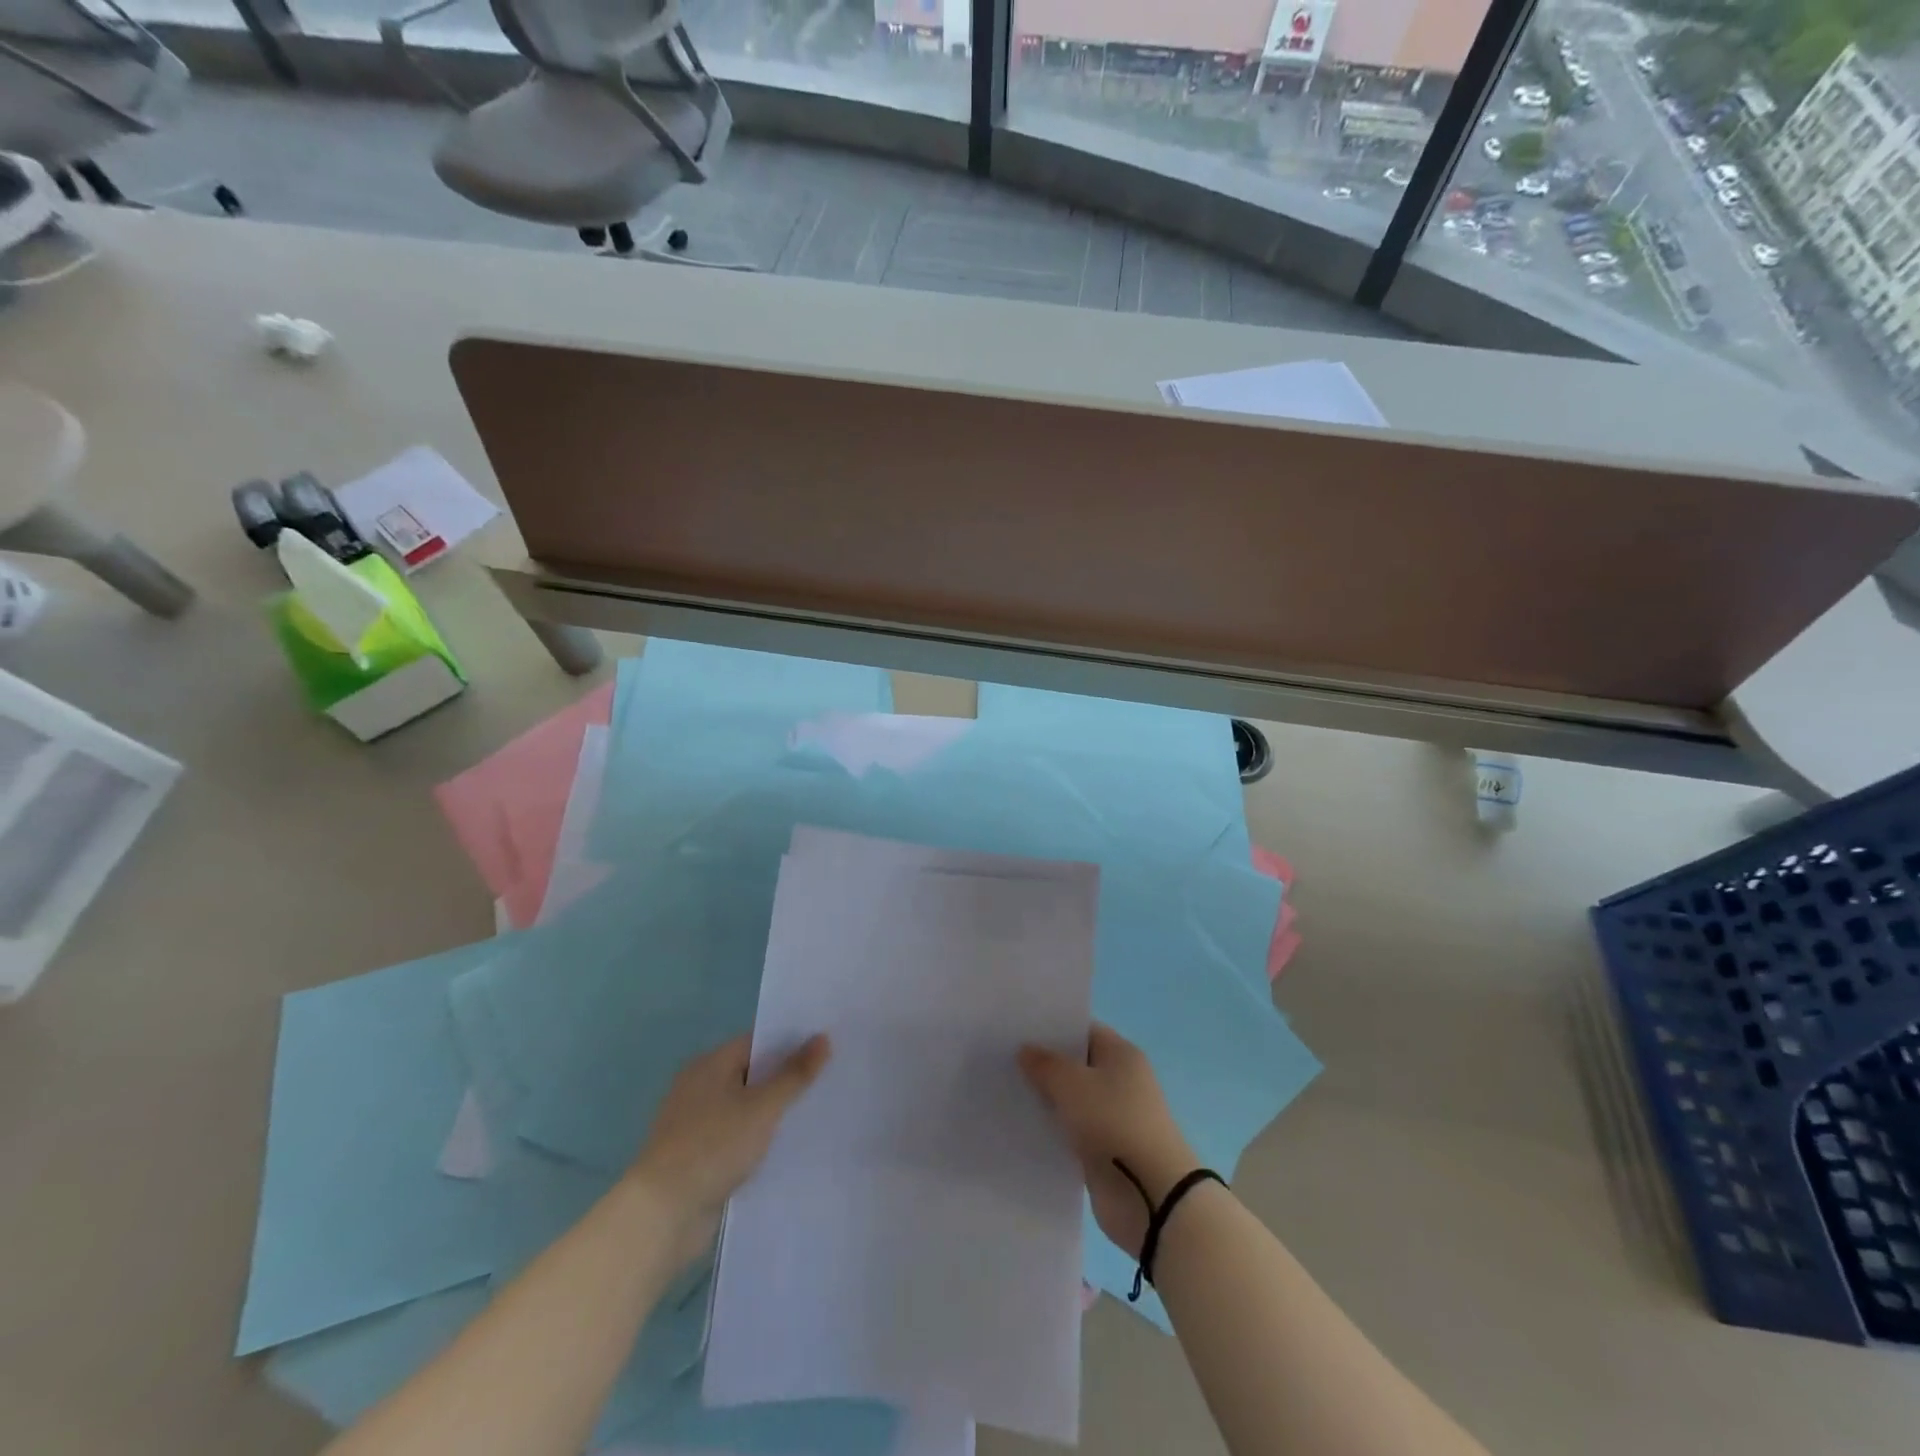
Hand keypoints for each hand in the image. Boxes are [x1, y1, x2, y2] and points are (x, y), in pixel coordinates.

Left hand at [628, 1033, 830, 1265]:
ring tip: (814, 1113)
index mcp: (710, 1064)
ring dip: (772, 1112)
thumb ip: (794, 1074)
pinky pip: (736, 1136)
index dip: (791, 1043)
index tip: (825, 1049)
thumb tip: (823, 1037)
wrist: (662, 1215)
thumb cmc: (713, 1146)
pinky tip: (785, 1147)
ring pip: (745, 1107)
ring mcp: (695, 1123)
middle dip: (785, 1078)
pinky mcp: (697, 1156)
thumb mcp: (762, 1107)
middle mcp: (699, 1086)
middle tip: (828, 1079)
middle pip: (752, 1073)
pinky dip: (757, 1139)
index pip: (758, 1042)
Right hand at [1019, 1023, 1197, 1258]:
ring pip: (1071, 1100)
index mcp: (1121, 1054)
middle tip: (1004, 1058)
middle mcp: (1120, 1081)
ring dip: (1045, 1099)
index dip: (1052, 1028)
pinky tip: (1022, 1126)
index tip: (1018, 1030)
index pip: (1083, 1030)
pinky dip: (1052, 1130)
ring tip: (1004, 1091)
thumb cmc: (1113, 1123)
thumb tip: (1026, 1050)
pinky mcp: (1104, 1150)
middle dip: (1044, 1064)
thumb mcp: (1071, 1084)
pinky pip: (1072, 1131)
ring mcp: (1113, 1117)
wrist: (1149, 1194)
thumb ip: (1045, 1064)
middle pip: (1076, 1065)